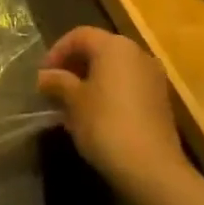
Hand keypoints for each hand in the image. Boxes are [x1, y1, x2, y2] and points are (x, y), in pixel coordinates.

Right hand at [39, 27, 190, 204]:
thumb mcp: (74, 101)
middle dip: (74, 66)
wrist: (152, 168)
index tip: (43, 74)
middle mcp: (137, 53)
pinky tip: (94, 116)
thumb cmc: (106, 124)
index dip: (57, 51)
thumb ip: (58, 82)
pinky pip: (128, 86)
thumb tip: (44, 77)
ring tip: (71, 104)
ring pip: (114, 69)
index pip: (79, 35)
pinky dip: (109, 93)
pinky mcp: (160, 101)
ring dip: (91, 81)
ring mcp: (153, 77)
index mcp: (114, 46)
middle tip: (55, 87)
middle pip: (99, 50)